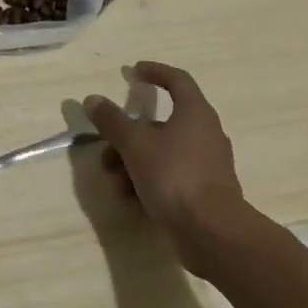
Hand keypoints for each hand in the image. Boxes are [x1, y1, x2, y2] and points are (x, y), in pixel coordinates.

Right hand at [83, 61, 259, 278]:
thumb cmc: (174, 176)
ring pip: (162, 153)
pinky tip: (131, 199)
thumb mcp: (134, 144)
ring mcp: (207, 165)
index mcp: (194, 113)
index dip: (155, 72)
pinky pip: (171, 177)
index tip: (133, 72)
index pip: (177, 80)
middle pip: (160, 124)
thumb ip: (112, 120)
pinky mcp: (206, 193)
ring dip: (133, 163)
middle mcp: (205, 134)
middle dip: (128, 136)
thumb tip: (93, 99)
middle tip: (107, 150)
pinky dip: (148, 181)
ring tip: (115, 183)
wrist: (214, 235)